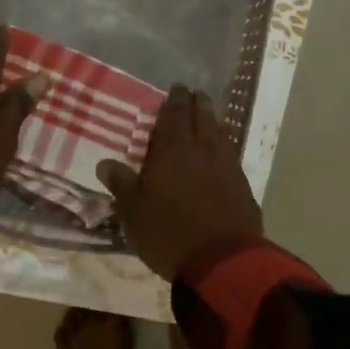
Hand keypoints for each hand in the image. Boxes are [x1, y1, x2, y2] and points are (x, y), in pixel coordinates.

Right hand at [97, 87, 261, 281]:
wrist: (222, 261)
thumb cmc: (169, 233)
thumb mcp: (134, 211)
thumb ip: (121, 183)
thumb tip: (105, 163)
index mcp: (174, 148)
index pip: (175, 113)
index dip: (175, 99)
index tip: (177, 88)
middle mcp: (204, 149)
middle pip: (204, 116)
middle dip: (198, 103)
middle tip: (193, 96)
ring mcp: (228, 166)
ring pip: (221, 133)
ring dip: (213, 123)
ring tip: (208, 121)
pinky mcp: (244, 186)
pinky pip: (232, 156)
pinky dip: (224, 148)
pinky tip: (221, 155)